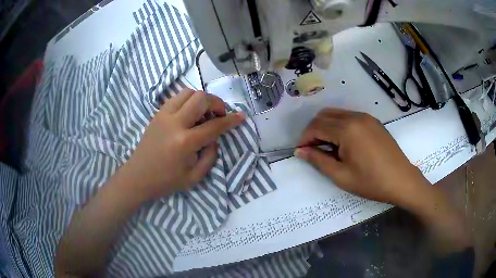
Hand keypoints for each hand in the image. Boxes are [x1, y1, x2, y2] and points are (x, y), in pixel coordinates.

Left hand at [121, 89, 244, 201]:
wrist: (138, 177)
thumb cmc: (166, 181)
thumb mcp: (195, 177)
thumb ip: (210, 155)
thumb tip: (215, 138)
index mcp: (185, 142)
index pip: (214, 125)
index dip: (231, 120)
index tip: (241, 116)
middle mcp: (175, 123)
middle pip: (201, 98)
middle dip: (216, 103)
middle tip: (219, 114)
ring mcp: (164, 115)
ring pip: (188, 92)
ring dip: (201, 99)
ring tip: (204, 113)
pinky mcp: (157, 113)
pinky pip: (177, 97)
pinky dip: (188, 101)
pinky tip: (190, 114)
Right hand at [295, 108, 428, 206]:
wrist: (401, 180)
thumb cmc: (371, 182)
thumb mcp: (341, 175)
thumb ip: (318, 160)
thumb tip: (300, 151)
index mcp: (347, 129)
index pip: (316, 126)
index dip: (305, 138)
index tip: (300, 151)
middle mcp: (355, 116)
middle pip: (324, 115)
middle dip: (313, 130)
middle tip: (312, 149)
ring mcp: (366, 117)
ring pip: (337, 114)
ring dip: (326, 126)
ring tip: (326, 147)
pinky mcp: (373, 121)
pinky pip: (349, 117)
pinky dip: (339, 125)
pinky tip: (343, 142)